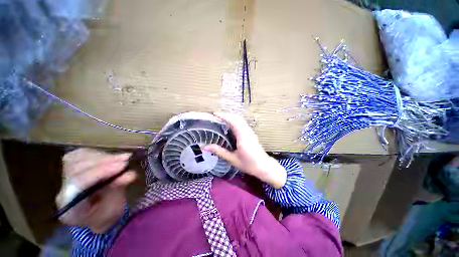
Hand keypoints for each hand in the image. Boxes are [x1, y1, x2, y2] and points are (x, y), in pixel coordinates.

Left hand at [56, 148, 136, 233]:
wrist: (98, 215)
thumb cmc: (108, 215)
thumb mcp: (115, 208)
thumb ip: (118, 190)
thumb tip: (130, 174)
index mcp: (70, 209)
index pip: (78, 185)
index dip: (101, 172)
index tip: (123, 165)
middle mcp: (63, 191)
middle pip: (77, 169)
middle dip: (104, 162)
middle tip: (126, 158)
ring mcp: (65, 179)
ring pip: (77, 159)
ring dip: (103, 157)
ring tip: (122, 157)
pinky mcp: (71, 169)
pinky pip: (80, 155)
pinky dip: (98, 154)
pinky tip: (111, 157)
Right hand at [204, 113, 286, 187]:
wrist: (264, 166)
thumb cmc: (248, 164)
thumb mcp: (232, 159)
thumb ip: (219, 151)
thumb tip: (205, 147)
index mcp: (242, 136)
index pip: (232, 121)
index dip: (223, 116)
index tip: (214, 114)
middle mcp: (247, 131)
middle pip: (236, 118)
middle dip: (226, 115)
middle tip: (215, 116)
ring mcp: (250, 131)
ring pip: (240, 119)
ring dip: (230, 117)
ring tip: (220, 119)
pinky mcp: (251, 133)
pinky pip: (242, 123)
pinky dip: (234, 121)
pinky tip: (229, 125)